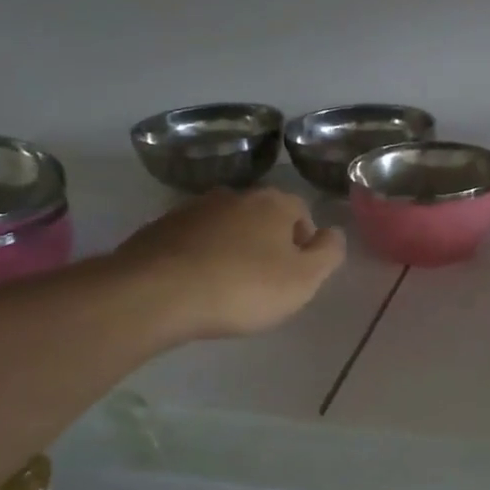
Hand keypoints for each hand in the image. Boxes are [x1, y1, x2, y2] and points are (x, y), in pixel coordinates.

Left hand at [115, 188, 345, 341]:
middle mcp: (234, 195)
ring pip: (226, 227)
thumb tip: (333, 233)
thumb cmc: (242, 288)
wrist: (156, 294)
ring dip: (231, 249)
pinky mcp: (160, 229)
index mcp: (273, 202)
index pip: (302, 212)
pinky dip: (199, 257)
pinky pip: (192, 241)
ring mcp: (193, 209)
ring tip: (226, 286)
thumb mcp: (303, 280)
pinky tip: (195, 286)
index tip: (295, 274)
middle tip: (264, 282)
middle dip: (266, 244)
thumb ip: (328, 253)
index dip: (304, 243)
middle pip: (262, 217)